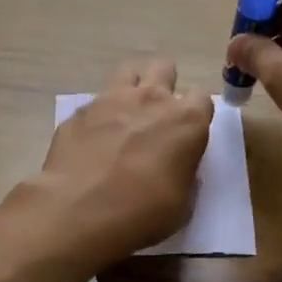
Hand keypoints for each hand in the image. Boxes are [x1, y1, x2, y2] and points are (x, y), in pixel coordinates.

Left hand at [9, 60, 212, 273]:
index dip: (196, 115)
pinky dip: (98, 116)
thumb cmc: (142, 212)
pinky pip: (95, 102)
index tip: (188, 133)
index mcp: (187, 120)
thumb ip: (184, 175)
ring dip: (132, 88)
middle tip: (157, 116)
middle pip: (165, 68)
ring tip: (126, 115)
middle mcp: (152, 99)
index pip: (203, 98)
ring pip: (128, 72)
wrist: (79, 210)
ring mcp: (112, 99)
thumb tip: (177, 166)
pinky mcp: (80, 111)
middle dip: (165, 85)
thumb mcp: (182, 205)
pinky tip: (92, 141)